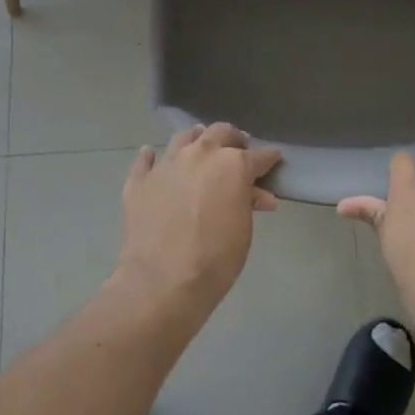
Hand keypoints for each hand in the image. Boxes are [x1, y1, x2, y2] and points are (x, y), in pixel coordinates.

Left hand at [115, 123, 282, 320]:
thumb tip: (259, 195)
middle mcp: (200, 154)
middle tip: (238, 150)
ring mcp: (167, 164)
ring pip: (184, 137)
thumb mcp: (243, 231)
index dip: (269, 159)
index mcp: (232, 164)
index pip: (258, 155)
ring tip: (200, 146)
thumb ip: (248, 203)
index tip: (274, 160)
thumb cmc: (215, 259)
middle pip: (220, 132)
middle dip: (233, 139)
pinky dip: (151, 157)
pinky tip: (152, 157)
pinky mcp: (140, 180)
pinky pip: (145, 160)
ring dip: (196, 139)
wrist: (162, 281)